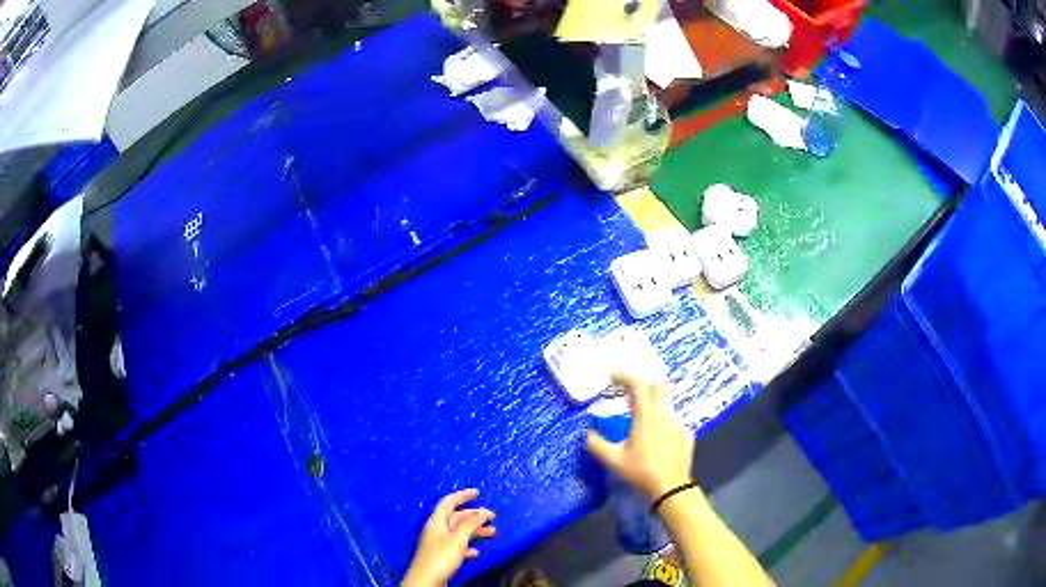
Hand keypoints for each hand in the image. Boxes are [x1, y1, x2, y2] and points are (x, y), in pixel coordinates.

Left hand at [402, 488, 495, 586]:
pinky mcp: (442, 556)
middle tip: (492, 517)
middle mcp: (437, 530)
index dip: (462, 495)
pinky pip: (458, 546)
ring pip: (460, 532)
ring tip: (493, 534)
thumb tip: (483, 511)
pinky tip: (476, 552)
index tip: (478, 492)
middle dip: (474, 516)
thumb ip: (471, 524)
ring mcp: (439, 543)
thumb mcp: (458, 539)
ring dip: (475, 532)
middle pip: (456, 518)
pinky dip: (468, 547)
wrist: (427, 580)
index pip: (449, 502)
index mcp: (437, 521)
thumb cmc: (441, 556)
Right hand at [585, 373, 695, 499]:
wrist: (671, 489)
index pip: (638, 385)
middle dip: (643, 385)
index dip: (625, 377)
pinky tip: (656, 436)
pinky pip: (673, 421)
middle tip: (628, 394)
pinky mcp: (687, 436)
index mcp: (647, 416)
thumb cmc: (641, 473)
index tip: (612, 377)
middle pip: (657, 387)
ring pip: (666, 404)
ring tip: (640, 418)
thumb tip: (587, 434)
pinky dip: (662, 421)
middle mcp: (665, 415)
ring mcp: (678, 424)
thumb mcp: (614, 461)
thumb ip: (597, 445)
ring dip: (653, 404)